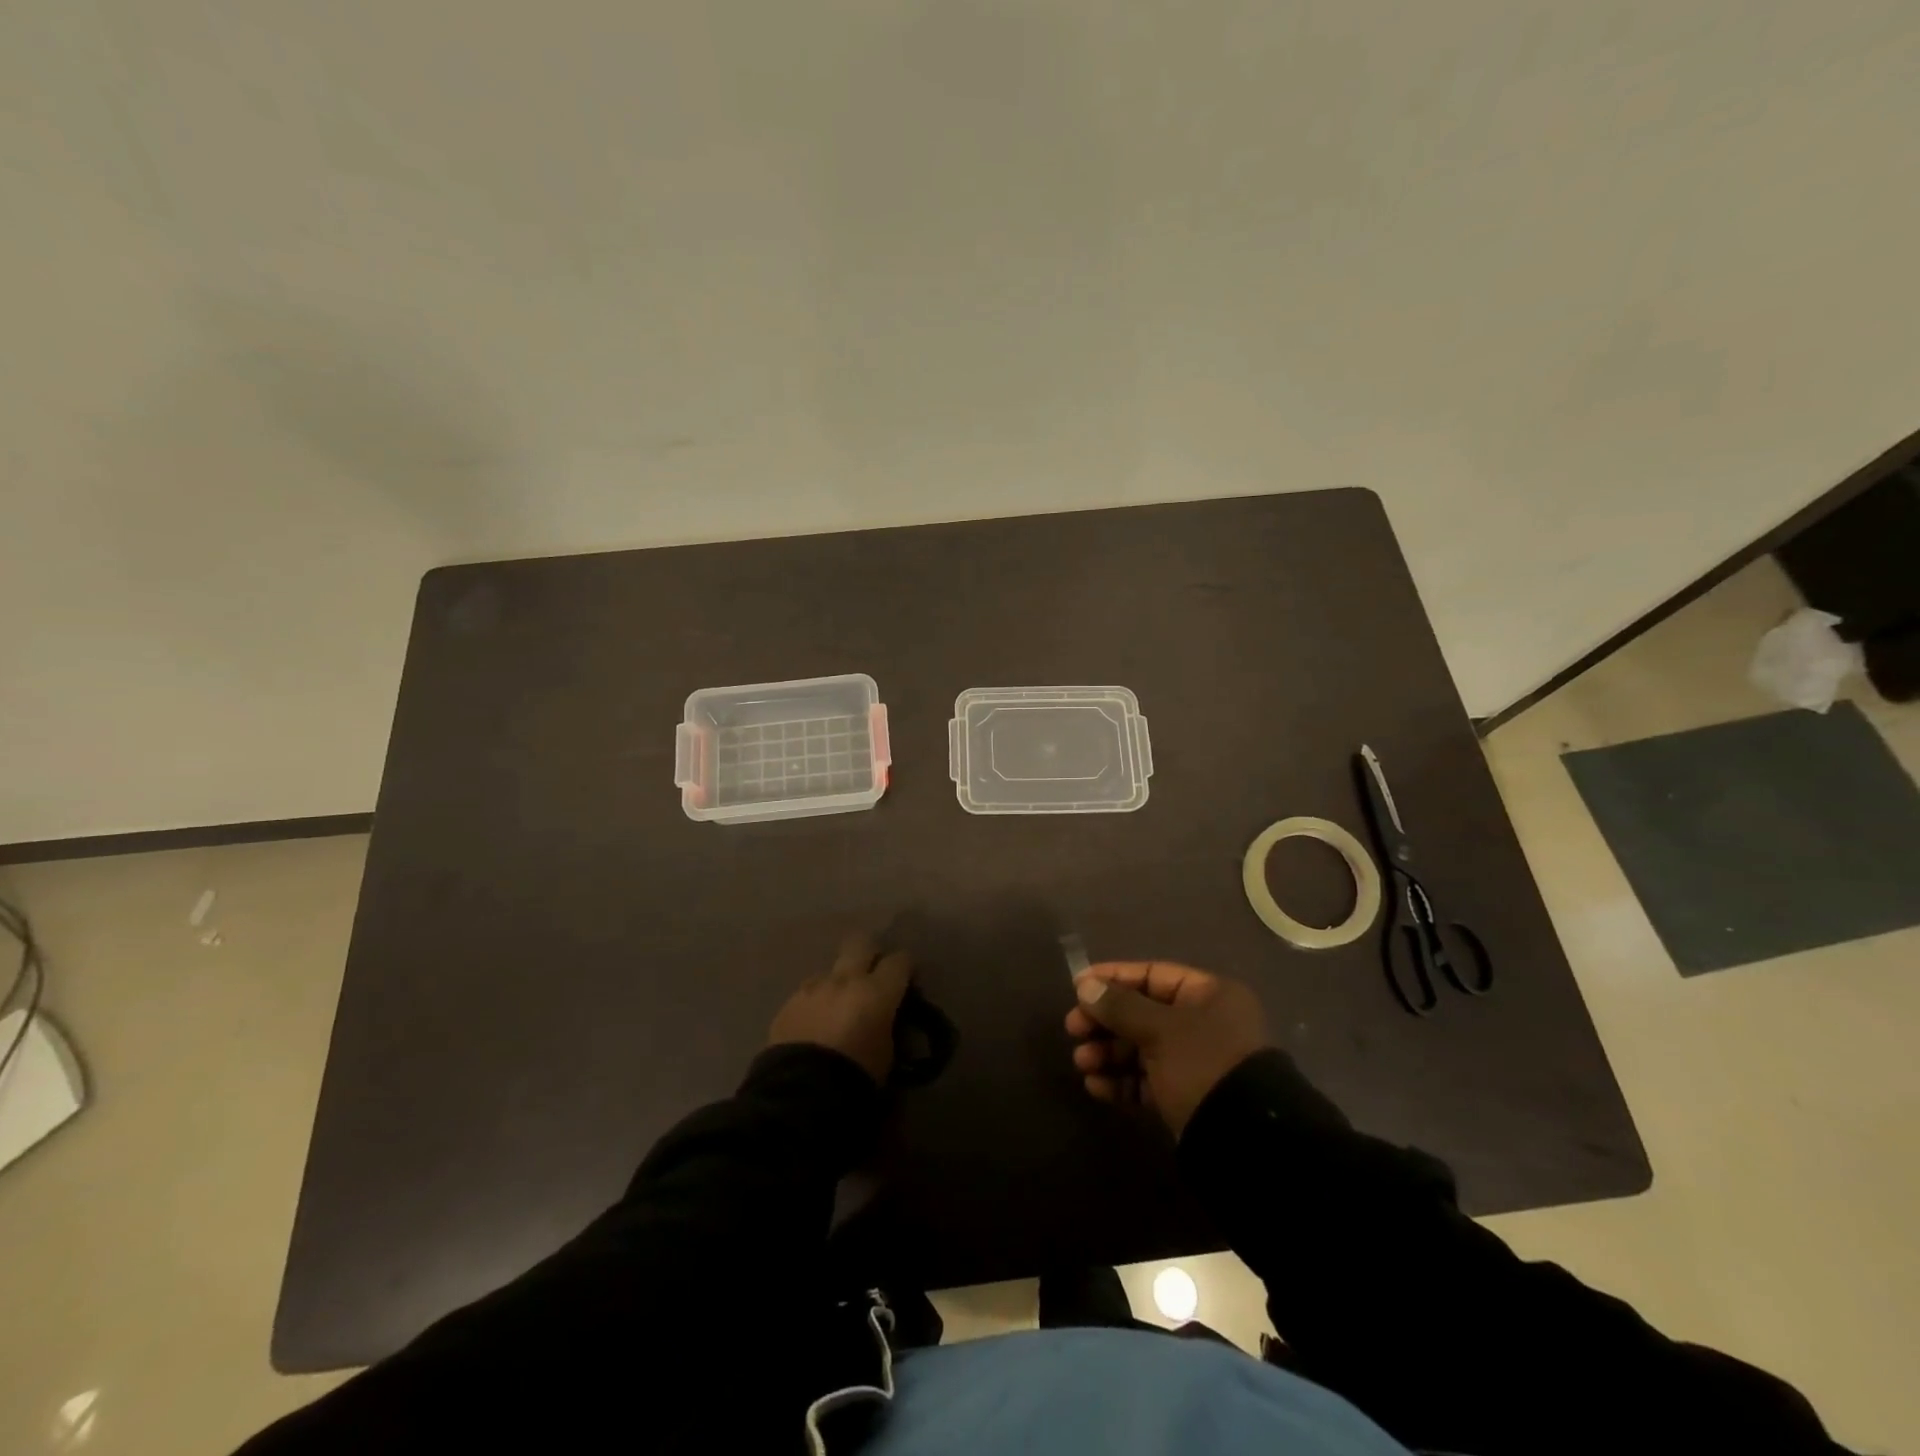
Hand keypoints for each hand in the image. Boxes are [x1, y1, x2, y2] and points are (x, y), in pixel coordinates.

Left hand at [767, 932, 912, 1084]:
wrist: (799, 1095)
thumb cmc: (855, 1078)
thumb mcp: (887, 1055)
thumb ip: (889, 1027)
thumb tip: (887, 1020)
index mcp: (877, 992)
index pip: (900, 960)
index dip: (905, 967)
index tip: (907, 980)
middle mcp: (845, 979)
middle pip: (861, 943)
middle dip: (869, 953)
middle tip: (873, 975)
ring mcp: (813, 988)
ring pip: (830, 970)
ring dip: (838, 982)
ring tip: (838, 1009)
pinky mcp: (788, 1003)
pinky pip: (808, 993)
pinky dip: (816, 1003)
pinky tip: (815, 1026)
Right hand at [1064, 962, 1271, 1135]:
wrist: (1245, 1144)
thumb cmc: (1203, 1066)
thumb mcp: (1160, 1030)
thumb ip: (1120, 1006)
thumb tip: (1085, 986)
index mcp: (1209, 995)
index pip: (1153, 975)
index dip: (1113, 978)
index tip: (1077, 987)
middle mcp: (1204, 1024)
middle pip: (1142, 1012)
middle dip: (1105, 1021)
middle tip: (1073, 1030)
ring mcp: (1195, 1063)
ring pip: (1141, 1048)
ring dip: (1108, 1053)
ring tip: (1082, 1063)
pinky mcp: (1186, 1097)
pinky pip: (1147, 1081)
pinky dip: (1121, 1082)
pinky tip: (1096, 1086)